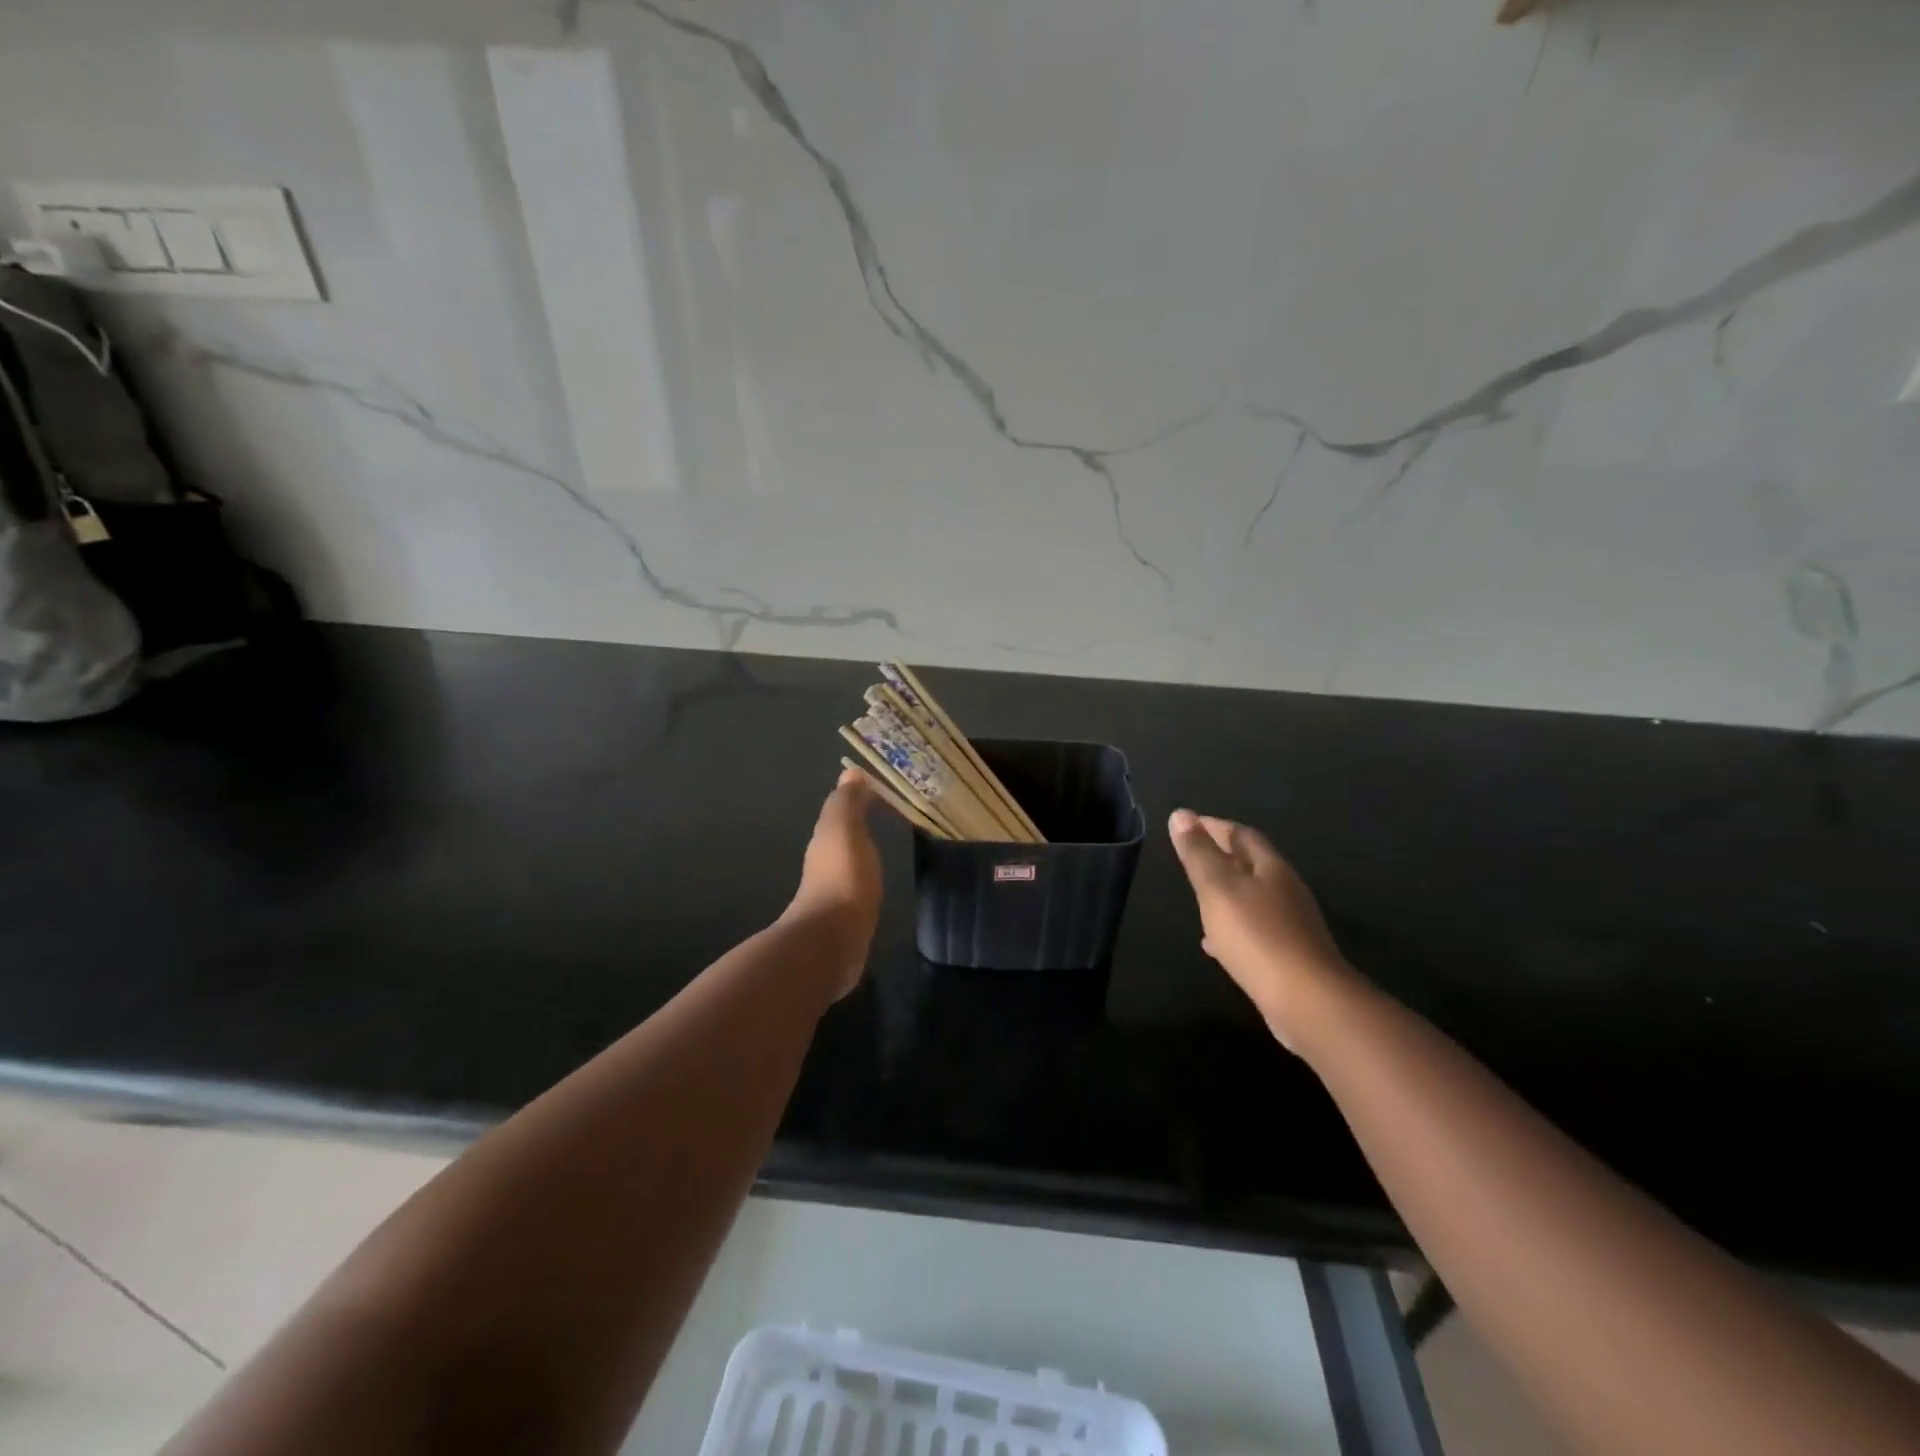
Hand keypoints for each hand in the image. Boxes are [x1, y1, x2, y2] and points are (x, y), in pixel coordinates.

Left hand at [785, 769, 883, 998]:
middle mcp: (824, 861)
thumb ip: (847, 802)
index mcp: (825, 838)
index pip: (841, 808)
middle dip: (859, 822)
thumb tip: (851, 773)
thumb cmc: (843, 877)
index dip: (858, 796)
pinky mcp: (845, 916)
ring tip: (885, 844)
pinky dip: (865, 876)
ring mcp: (833, 890)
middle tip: (888, 812)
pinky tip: (877, 881)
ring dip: (861, 850)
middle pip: (842, 834)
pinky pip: (857, 885)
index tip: (884, 789)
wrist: (832, 940)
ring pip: (848, 860)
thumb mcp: (845, 830)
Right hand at [1167, 809, 1350, 1046]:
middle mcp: (1286, 890)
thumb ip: (1199, 853)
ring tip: (1198, 897)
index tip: (1188, 824)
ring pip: (1252, 898)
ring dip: (1226, 893)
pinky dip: (1232, 927)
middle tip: (1192, 857)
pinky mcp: (1289, 955)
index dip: (1214, 826)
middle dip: (1222, 857)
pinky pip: (1254, 930)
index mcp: (1271, 868)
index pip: (1242, 835)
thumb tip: (1182, 814)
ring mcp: (1291, 924)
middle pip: (1251, 864)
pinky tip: (1214, 943)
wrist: (1308, 1002)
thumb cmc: (1257, 936)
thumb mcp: (1218, 888)